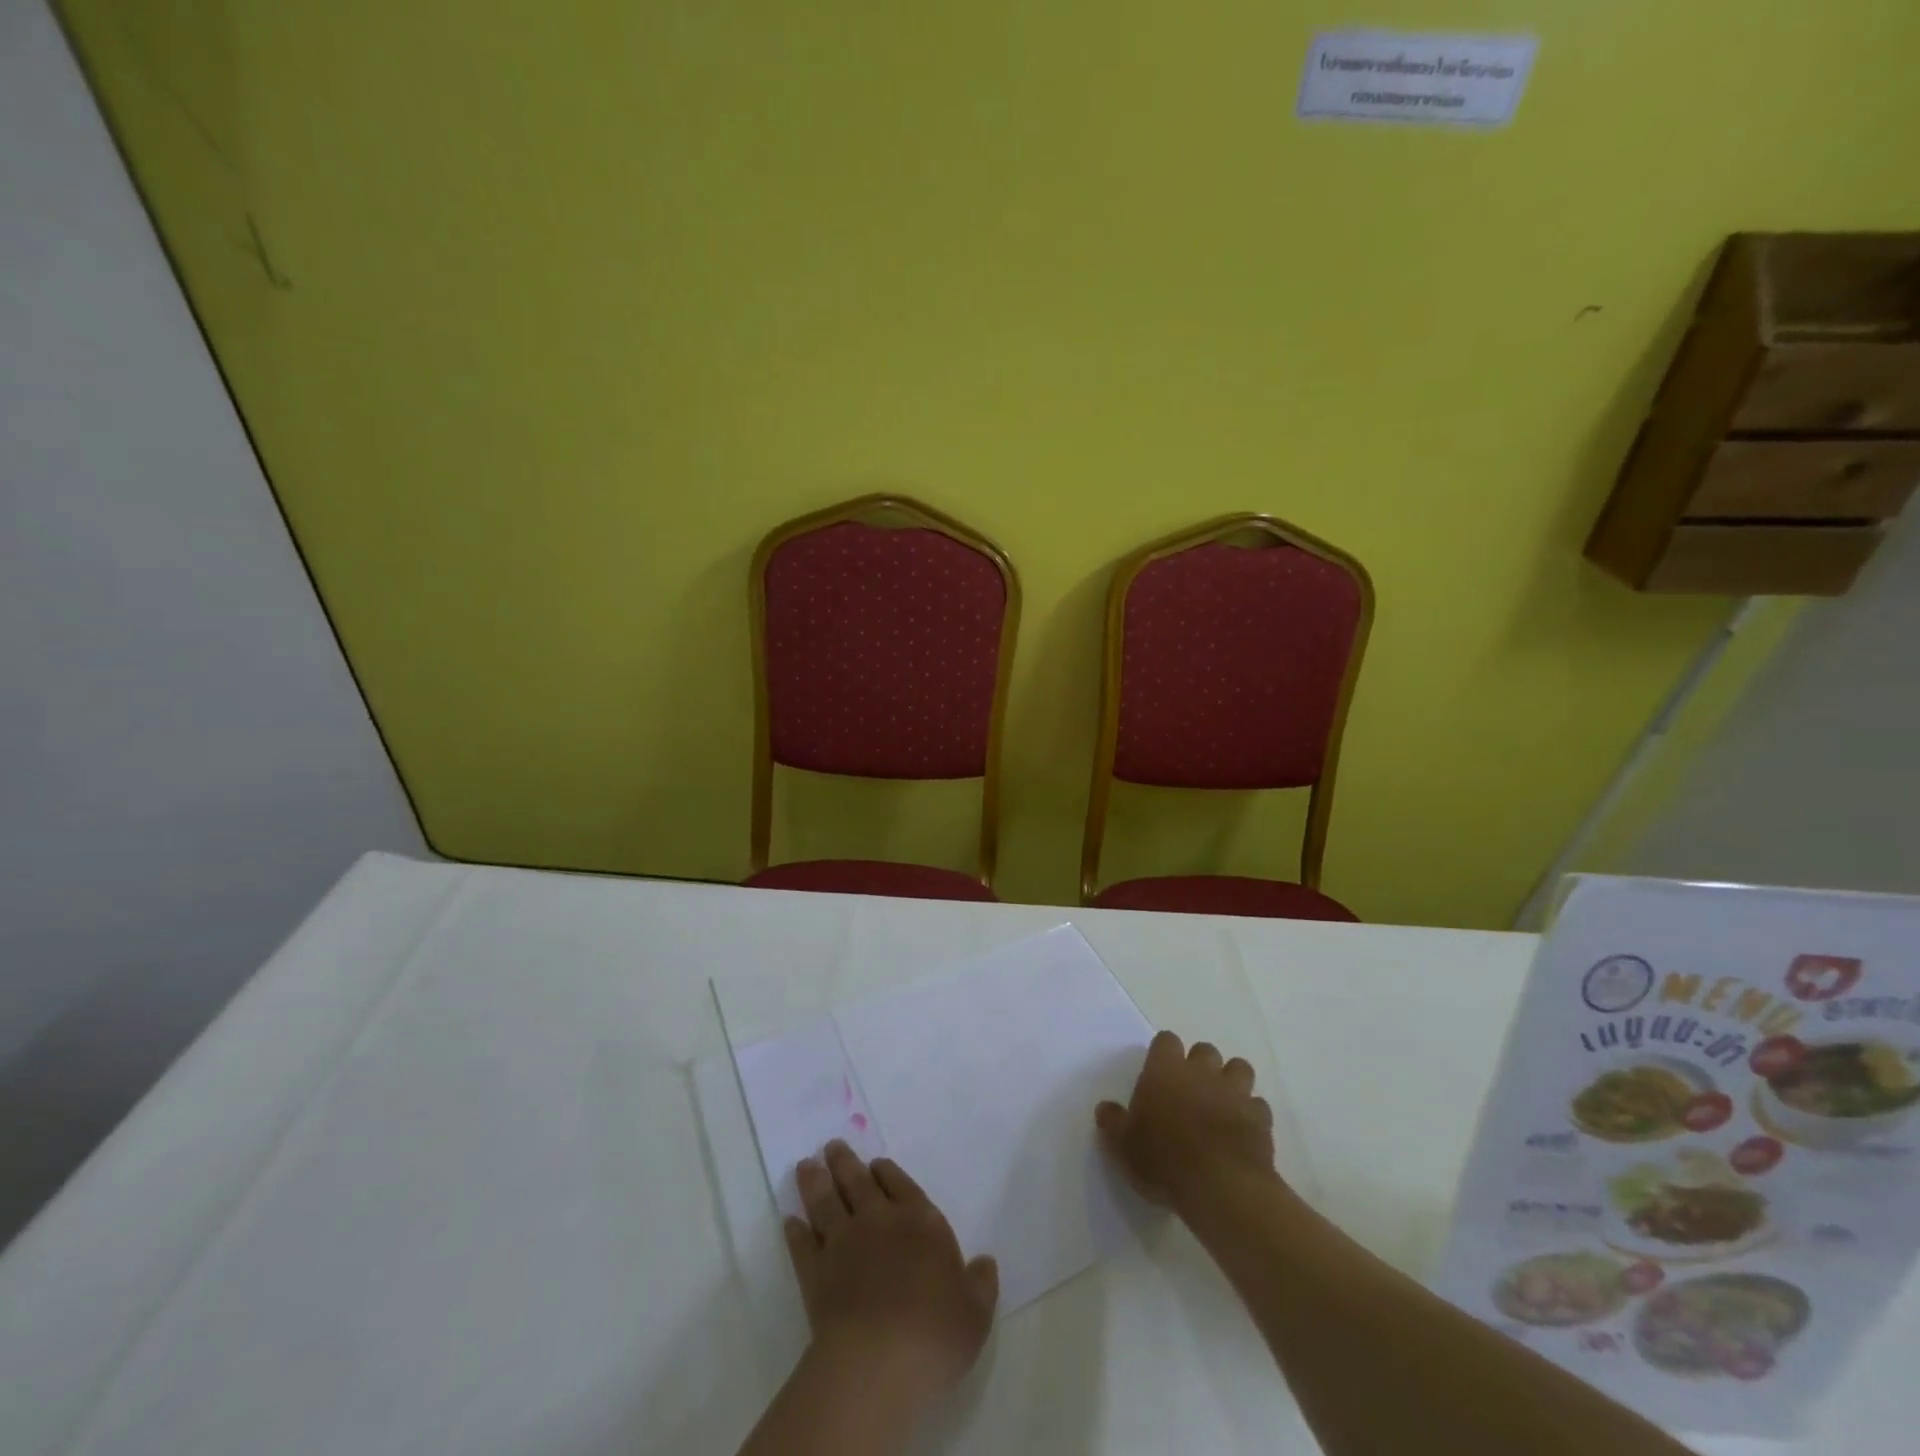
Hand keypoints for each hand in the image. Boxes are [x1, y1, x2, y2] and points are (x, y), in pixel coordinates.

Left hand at [785, 1142, 998, 1410]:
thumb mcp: (975, 1313)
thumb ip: (981, 1284)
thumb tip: (985, 1262)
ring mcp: (843, 1244)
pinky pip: (803, 1245)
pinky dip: (795, 1232)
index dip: (886, 1171)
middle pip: (858, 1182)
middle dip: (844, 1162)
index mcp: (920, 1222)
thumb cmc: (935, 1334)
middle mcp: (879, 1221)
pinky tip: (789, 1221)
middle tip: (831, 1146)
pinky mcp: (815, 1274)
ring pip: (826, 1202)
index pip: (900, 1184)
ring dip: (815, 1182)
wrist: (878, 1362)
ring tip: (806, 1166)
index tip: (875, 1163)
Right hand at [1096, 1030, 1277, 1212]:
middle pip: (1205, 1050)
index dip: (1164, 1053)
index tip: (1159, 1073)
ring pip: (1239, 1068)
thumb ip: (1113, 1122)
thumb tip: (1105, 1108)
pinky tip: (1242, 1131)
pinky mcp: (1260, 1117)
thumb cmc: (1163, 1160)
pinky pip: (1258, 1105)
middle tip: (1190, 1090)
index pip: (1166, 1040)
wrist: (1220, 1187)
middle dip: (1200, 1065)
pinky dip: (1251, 1113)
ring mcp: (1234, 1092)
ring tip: (1222, 1103)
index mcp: (1165, 1070)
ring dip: (1231, 1080)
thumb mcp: (1123, 1146)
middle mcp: (1201, 1071)